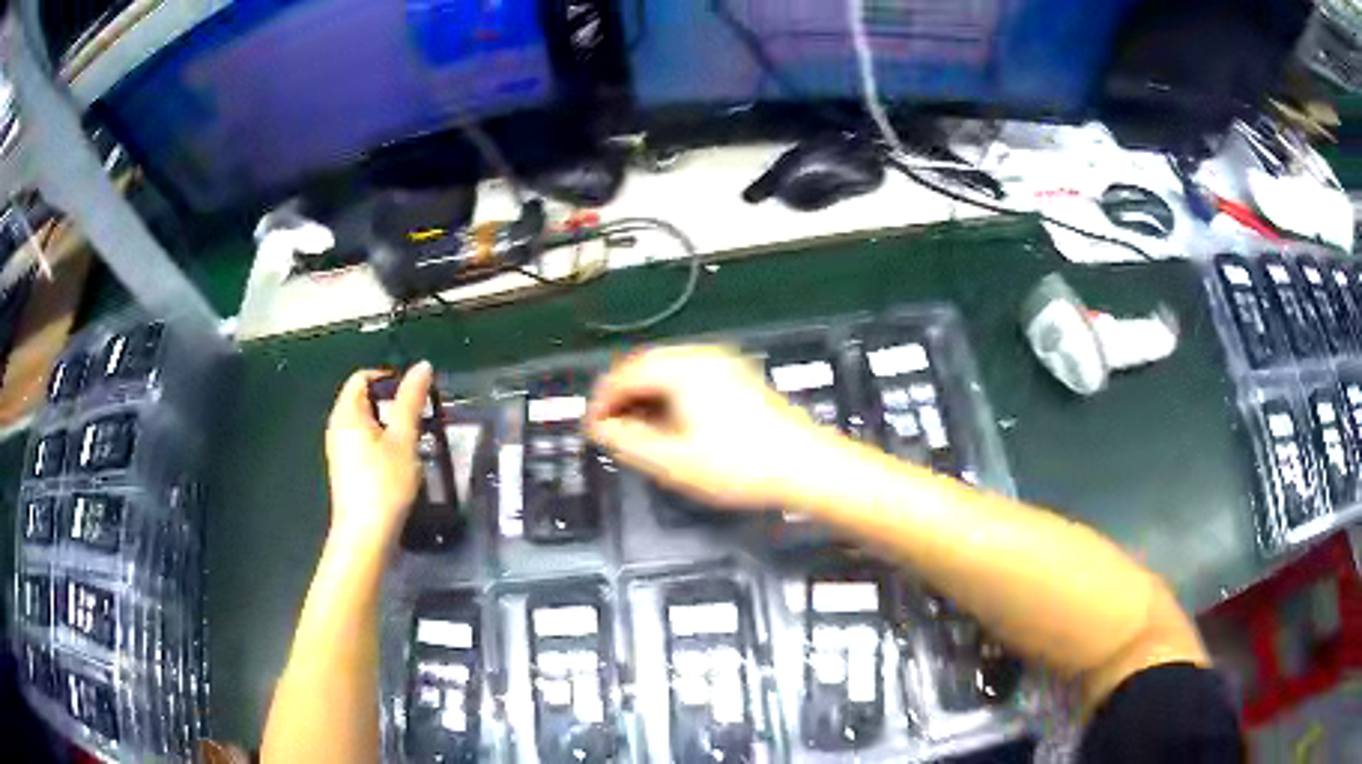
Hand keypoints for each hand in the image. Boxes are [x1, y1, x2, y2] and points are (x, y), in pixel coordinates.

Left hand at [324, 362, 432, 551]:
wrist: (365, 536)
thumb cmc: (384, 484)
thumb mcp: (403, 440)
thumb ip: (411, 401)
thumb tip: (423, 366)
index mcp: (347, 413)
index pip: (362, 378)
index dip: (389, 378)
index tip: (415, 394)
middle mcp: (337, 427)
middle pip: (364, 400)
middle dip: (392, 404)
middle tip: (420, 418)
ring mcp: (339, 450)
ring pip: (365, 425)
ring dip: (390, 427)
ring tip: (414, 441)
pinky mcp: (346, 471)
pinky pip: (363, 444)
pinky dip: (382, 445)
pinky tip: (400, 464)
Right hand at [586, 345, 830, 509]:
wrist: (805, 466)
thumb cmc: (742, 465)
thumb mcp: (674, 461)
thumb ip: (629, 442)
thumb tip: (603, 429)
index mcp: (683, 369)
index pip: (624, 374)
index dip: (601, 401)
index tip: (592, 426)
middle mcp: (702, 357)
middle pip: (645, 367)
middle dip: (622, 397)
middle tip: (610, 429)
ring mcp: (723, 365)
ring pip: (667, 373)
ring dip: (645, 398)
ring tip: (636, 431)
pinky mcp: (737, 379)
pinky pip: (688, 379)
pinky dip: (669, 398)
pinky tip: (669, 425)